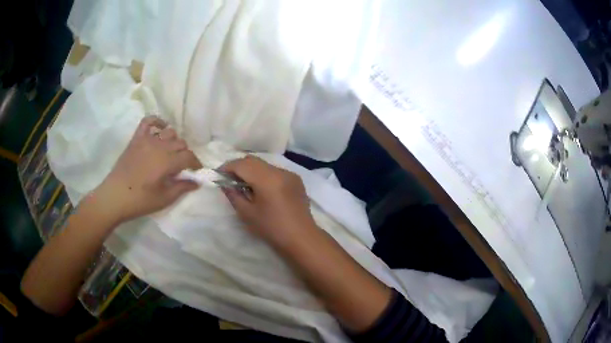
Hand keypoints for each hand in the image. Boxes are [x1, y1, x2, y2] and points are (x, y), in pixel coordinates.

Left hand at [91, 116, 201, 223]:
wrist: (115, 196)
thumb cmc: (139, 201)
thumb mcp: (164, 199)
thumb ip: (181, 188)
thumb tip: (197, 182)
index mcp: (167, 162)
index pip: (189, 156)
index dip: (195, 163)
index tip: (196, 170)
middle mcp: (159, 146)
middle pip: (181, 143)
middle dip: (185, 154)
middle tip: (181, 166)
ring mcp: (147, 140)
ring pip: (169, 132)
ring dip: (174, 141)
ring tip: (171, 152)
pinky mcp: (137, 139)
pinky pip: (148, 121)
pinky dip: (157, 121)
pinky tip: (160, 128)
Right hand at [220, 156, 316, 245]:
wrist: (301, 238)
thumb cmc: (272, 229)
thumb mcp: (247, 213)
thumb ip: (233, 195)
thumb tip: (224, 183)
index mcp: (267, 179)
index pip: (242, 164)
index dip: (228, 167)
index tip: (218, 174)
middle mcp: (279, 171)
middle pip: (253, 160)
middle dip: (239, 166)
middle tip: (229, 179)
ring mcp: (290, 174)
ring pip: (264, 164)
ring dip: (252, 170)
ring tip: (244, 184)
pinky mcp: (296, 180)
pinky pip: (275, 171)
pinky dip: (264, 175)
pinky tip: (261, 189)